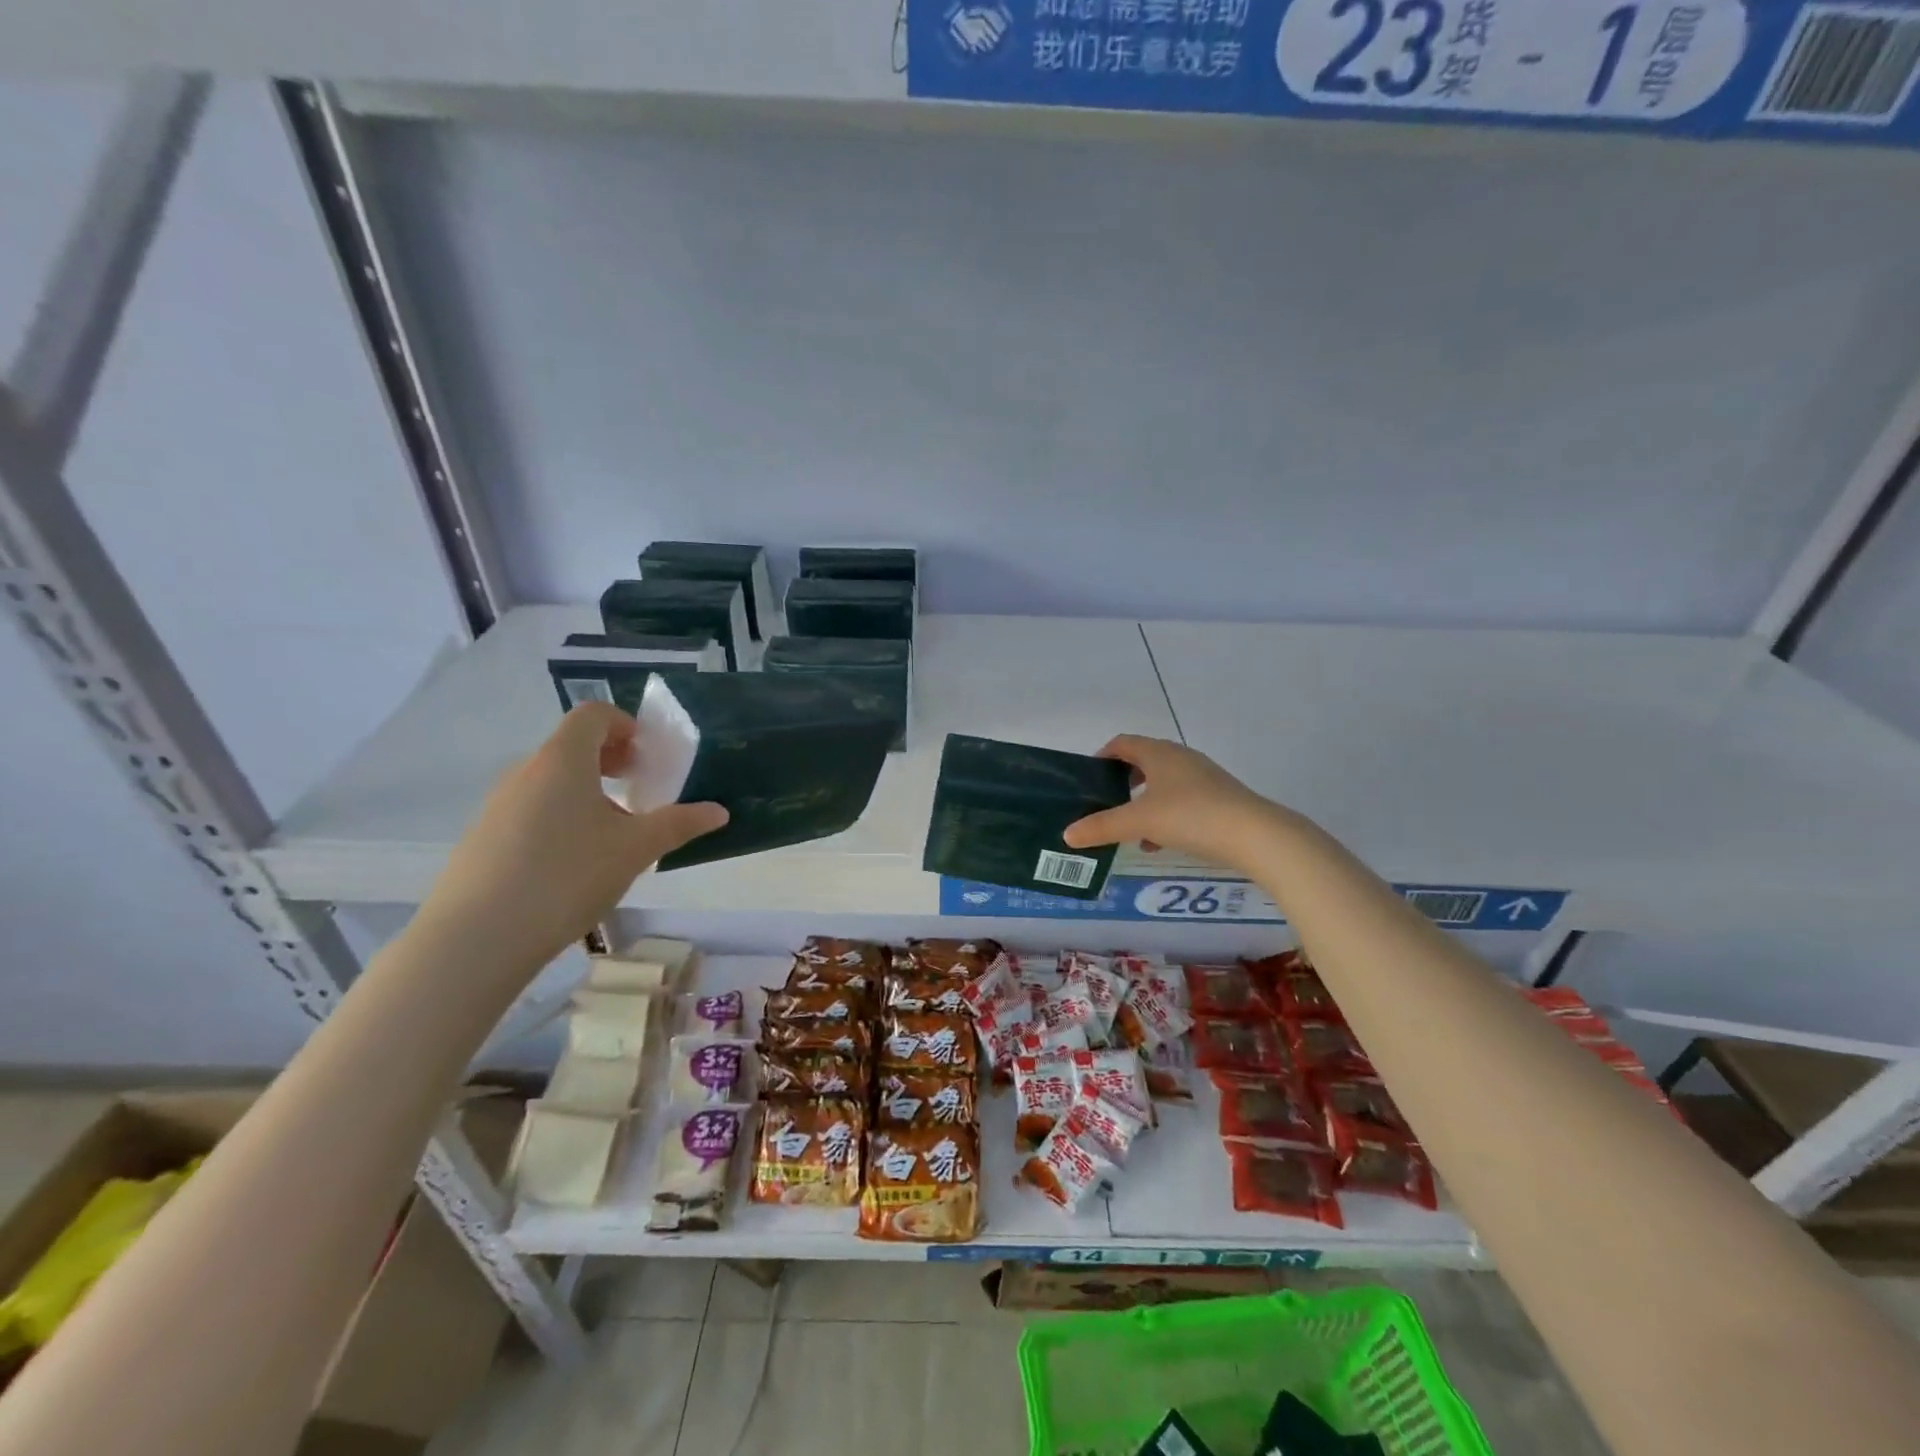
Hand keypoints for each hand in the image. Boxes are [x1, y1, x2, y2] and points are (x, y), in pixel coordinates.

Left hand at [419, 703, 726, 975]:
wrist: (476, 938)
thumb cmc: (567, 876)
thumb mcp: (636, 849)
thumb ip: (679, 824)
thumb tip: (719, 812)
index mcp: (563, 760)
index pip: (593, 715)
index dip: (626, 726)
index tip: (646, 761)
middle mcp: (526, 771)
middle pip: (571, 745)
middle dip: (610, 760)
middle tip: (636, 792)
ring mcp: (498, 804)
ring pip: (551, 780)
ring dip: (586, 791)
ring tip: (610, 834)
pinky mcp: (483, 837)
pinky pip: (530, 808)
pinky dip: (559, 816)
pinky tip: (571, 864)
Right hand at [1062, 735, 1284, 874]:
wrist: (1255, 835)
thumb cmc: (1190, 816)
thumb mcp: (1139, 822)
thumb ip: (1102, 826)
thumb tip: (1067, 834)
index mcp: (1159, 753)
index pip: (1123, 743)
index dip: (1102, 756)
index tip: (1088, 778)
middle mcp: (1181, 758)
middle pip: (1143, 762)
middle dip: (1122, 782)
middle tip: (1104, 803)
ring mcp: (1203, 778)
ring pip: (1163, 785)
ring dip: (1143, 802)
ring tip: (1129, 829)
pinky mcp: (1219, 799)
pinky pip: (1182, 802)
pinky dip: (1165, 817)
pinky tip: (1159, 844)